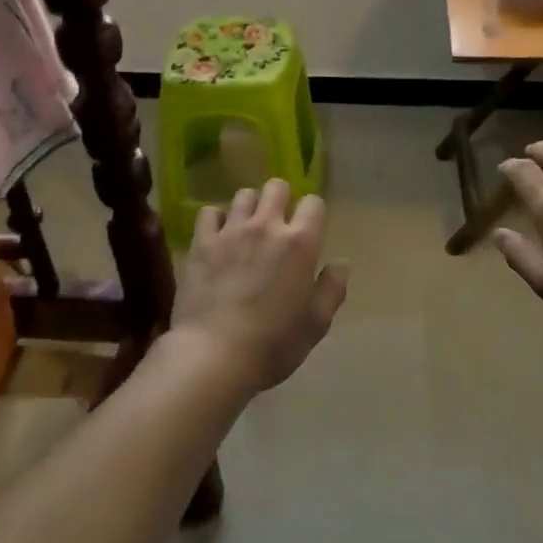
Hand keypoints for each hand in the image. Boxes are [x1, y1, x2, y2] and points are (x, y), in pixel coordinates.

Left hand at [170, 179, 346, 394]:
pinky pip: (210, 212)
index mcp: (300, 243)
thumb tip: (339, 263)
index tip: (309, 231)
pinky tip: (218, 237)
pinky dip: (216, 221)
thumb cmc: (273, 344)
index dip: (313, 214)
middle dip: (281, 199)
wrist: (214, 355)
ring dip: (250, 207)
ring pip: (244, 195)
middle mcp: (266, 226)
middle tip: (278, 224)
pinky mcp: (202, 241)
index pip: (313, 203)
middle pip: (277, 187)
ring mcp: (231, 230)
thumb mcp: (316, 324)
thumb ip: (332, 289)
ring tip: (248, 228)